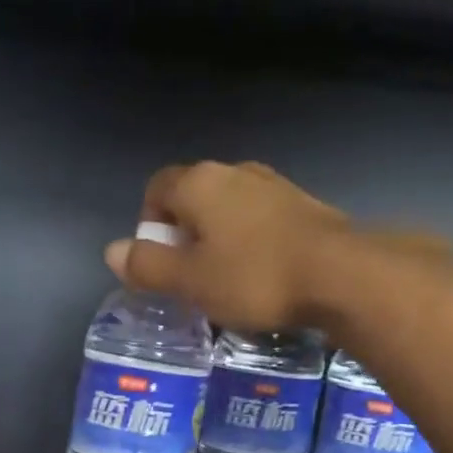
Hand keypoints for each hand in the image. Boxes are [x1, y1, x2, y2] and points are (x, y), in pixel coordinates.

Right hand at [103, 162, 348, 330]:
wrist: (340, 274)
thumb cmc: (253, 277)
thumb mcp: (189, 281)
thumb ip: (147, 265)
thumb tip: (112, 251)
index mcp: (199, 183)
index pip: (156, 188)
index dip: (148, 224)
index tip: (159, 261)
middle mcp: (234, 171)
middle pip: (193, 196)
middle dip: (184, 233)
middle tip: (189, 276)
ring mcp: (272, 184)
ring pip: (229, 208)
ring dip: (219, 238)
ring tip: (225, 279)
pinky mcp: (302, 205)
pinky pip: (260, 219)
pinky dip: (250, 241)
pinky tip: (261, 274)